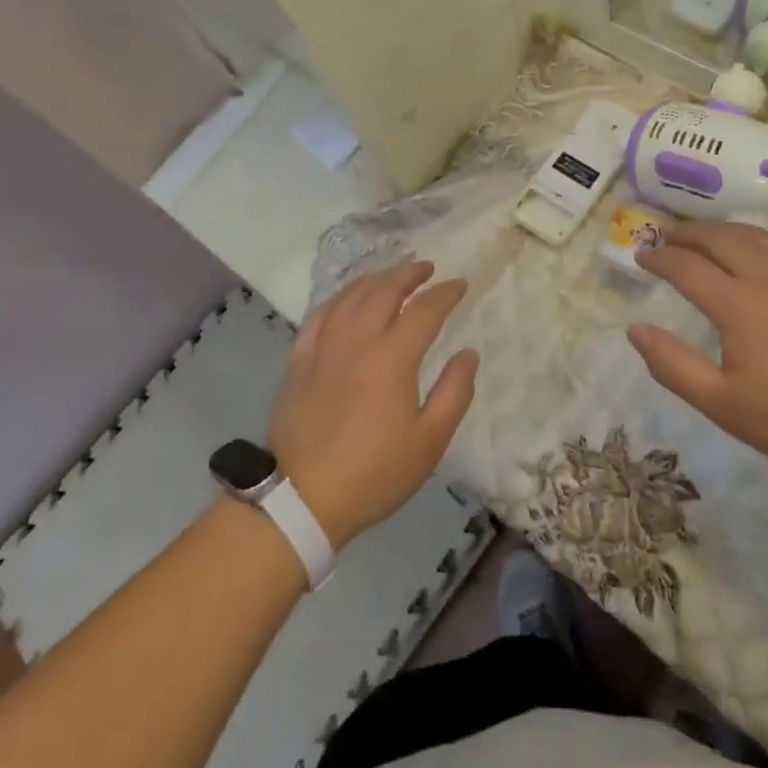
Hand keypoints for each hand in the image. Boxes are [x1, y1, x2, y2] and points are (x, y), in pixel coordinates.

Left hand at [268, 261, 478, 547]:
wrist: (302, 498)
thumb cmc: (374, 472)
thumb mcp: (429, 441)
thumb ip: (454, 392)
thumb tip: (468, 353)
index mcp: (392, 357)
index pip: (424, 310)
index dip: (445, 293)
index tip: (460, 285)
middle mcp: (357, 340)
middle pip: (384, 290)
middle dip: (409, 274)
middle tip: (426, 269)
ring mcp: (323, 347)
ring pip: (350, 296)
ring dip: (375, 279)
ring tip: (391, 277)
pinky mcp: (299, 361)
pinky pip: (319, 315)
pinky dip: (338, 299)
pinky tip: (345, 301)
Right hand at [628, 223, 767, 485]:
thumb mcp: (722, 404)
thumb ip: (673, 365)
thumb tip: (635, 330)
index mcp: (739, 304)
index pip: (686, 266)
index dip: (659, 259)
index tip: (640, 257)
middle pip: (719, 238)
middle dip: (687, 234)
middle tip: (665, 238)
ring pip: (752, 235)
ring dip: (719, 231)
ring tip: (702, 238)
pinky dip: (753, 240)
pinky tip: (752, 255)